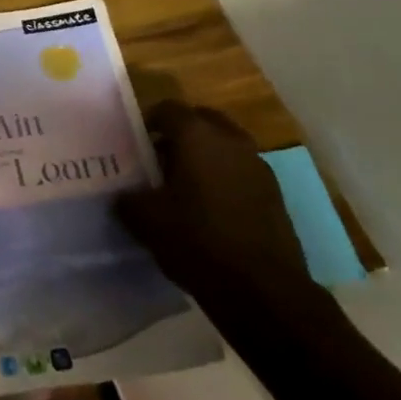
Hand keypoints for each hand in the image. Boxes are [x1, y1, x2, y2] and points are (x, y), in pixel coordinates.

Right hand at [116, 101, 321, 323]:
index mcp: (198, 136)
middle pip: (202, 121)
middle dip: (180, 134)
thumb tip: (125, 195)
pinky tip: (209, 209)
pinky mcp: (275, 195)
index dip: (148, 121)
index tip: (135, 141)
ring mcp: (259, 167)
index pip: (168, 109)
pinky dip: (224, 179)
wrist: (263, 290)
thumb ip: (128, 199)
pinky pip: (241, 172)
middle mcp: (232, 141)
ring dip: (205, 157)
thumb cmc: (197, 241)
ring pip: (225, 147)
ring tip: (183, 186)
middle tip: (159, 158)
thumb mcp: (146, 221)